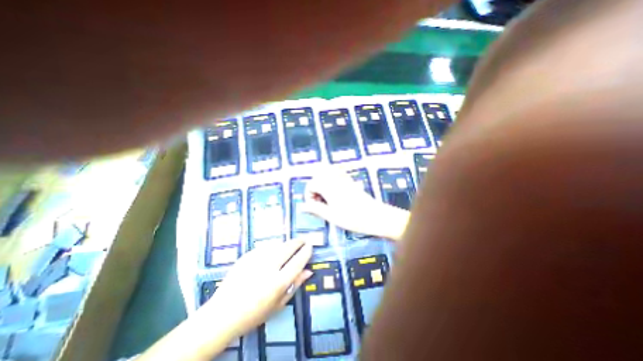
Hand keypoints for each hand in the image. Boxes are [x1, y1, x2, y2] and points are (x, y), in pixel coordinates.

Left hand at [200, 239, 312, 337]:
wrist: (222, 315)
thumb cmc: (254, 314)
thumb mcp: (278, 305)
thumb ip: (295, 285)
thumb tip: (309, 271)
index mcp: (277, 283)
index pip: (298, 261)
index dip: (306, 252)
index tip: (310, 246)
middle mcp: (268, 268)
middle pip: (288, 247)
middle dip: (298, 242)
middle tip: (303, 240)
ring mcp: (256, 260)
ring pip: (277, 244)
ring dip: (286, 244)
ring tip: (289, 247)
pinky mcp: (247, 256)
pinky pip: (265, 246)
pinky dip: (273, 247)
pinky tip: (273, 251)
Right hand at [303, 168, 411, 240]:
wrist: (376, 216)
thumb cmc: (352, 218)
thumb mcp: (331, 215)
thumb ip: (315, 209)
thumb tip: (302, 207)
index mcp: (328, 187)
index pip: (311, 184)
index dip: (309, 196)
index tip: (314, 207)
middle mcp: (335, 179)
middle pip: (318, 175)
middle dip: (314, 186)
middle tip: (319, 200)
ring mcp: (344, 178)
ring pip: (327, 171)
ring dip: (322, 181)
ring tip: (325, 195)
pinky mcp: (351, 181)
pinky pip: (338, 172)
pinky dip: (332, 178)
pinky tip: (335, 191)